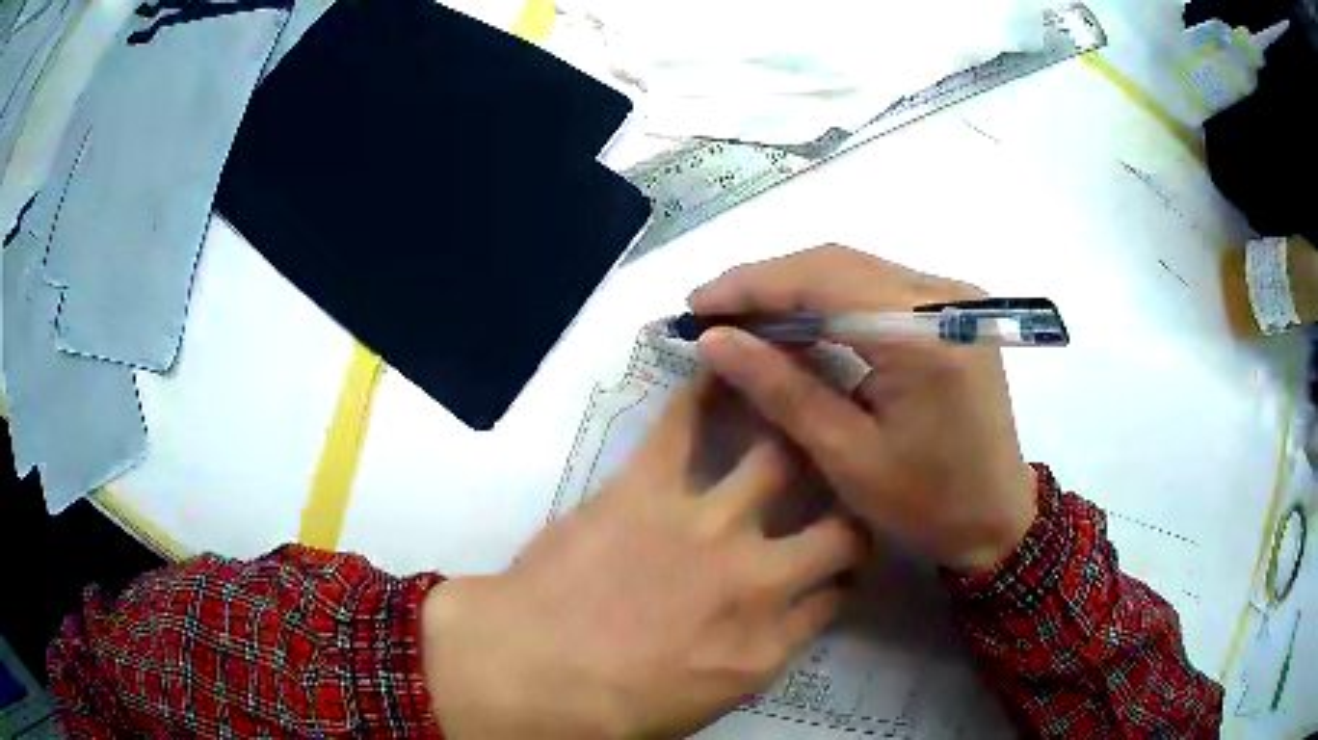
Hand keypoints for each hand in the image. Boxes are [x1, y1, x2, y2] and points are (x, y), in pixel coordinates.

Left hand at [422, 375, 865, 738]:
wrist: (530, 671)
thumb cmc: (611, 708)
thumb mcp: (705, 704)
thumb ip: (756, 656)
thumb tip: (778, 622)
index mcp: (768, 642)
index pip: (834, 594)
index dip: (843, 575)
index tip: (839, 565)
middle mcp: (758, 577)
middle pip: (839, 528)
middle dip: (849, 507)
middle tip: (840, 487)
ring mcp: (708, 524)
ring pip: (782, 458)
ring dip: (796, 437)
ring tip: (799, 409)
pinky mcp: (649, 486)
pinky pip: (684, 422)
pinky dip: (703, 392)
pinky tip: (717, 368)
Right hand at [690, 245, 1036, 572]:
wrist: (998, 515)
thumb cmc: (926, 502)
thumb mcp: (846, 455)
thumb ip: (782, 389)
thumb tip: (714, 340)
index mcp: (922, 334)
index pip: (822, 278)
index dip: (751, 285)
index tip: (696, 305)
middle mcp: (942, 296)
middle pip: (837, 263)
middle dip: (768, 283)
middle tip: (713, 313)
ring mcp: (952, 297)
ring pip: (855, 269)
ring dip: (796, 288)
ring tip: (745, 319)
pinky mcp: (953, 310)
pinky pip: (878, 286)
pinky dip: (831, 298)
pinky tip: (800, 323)